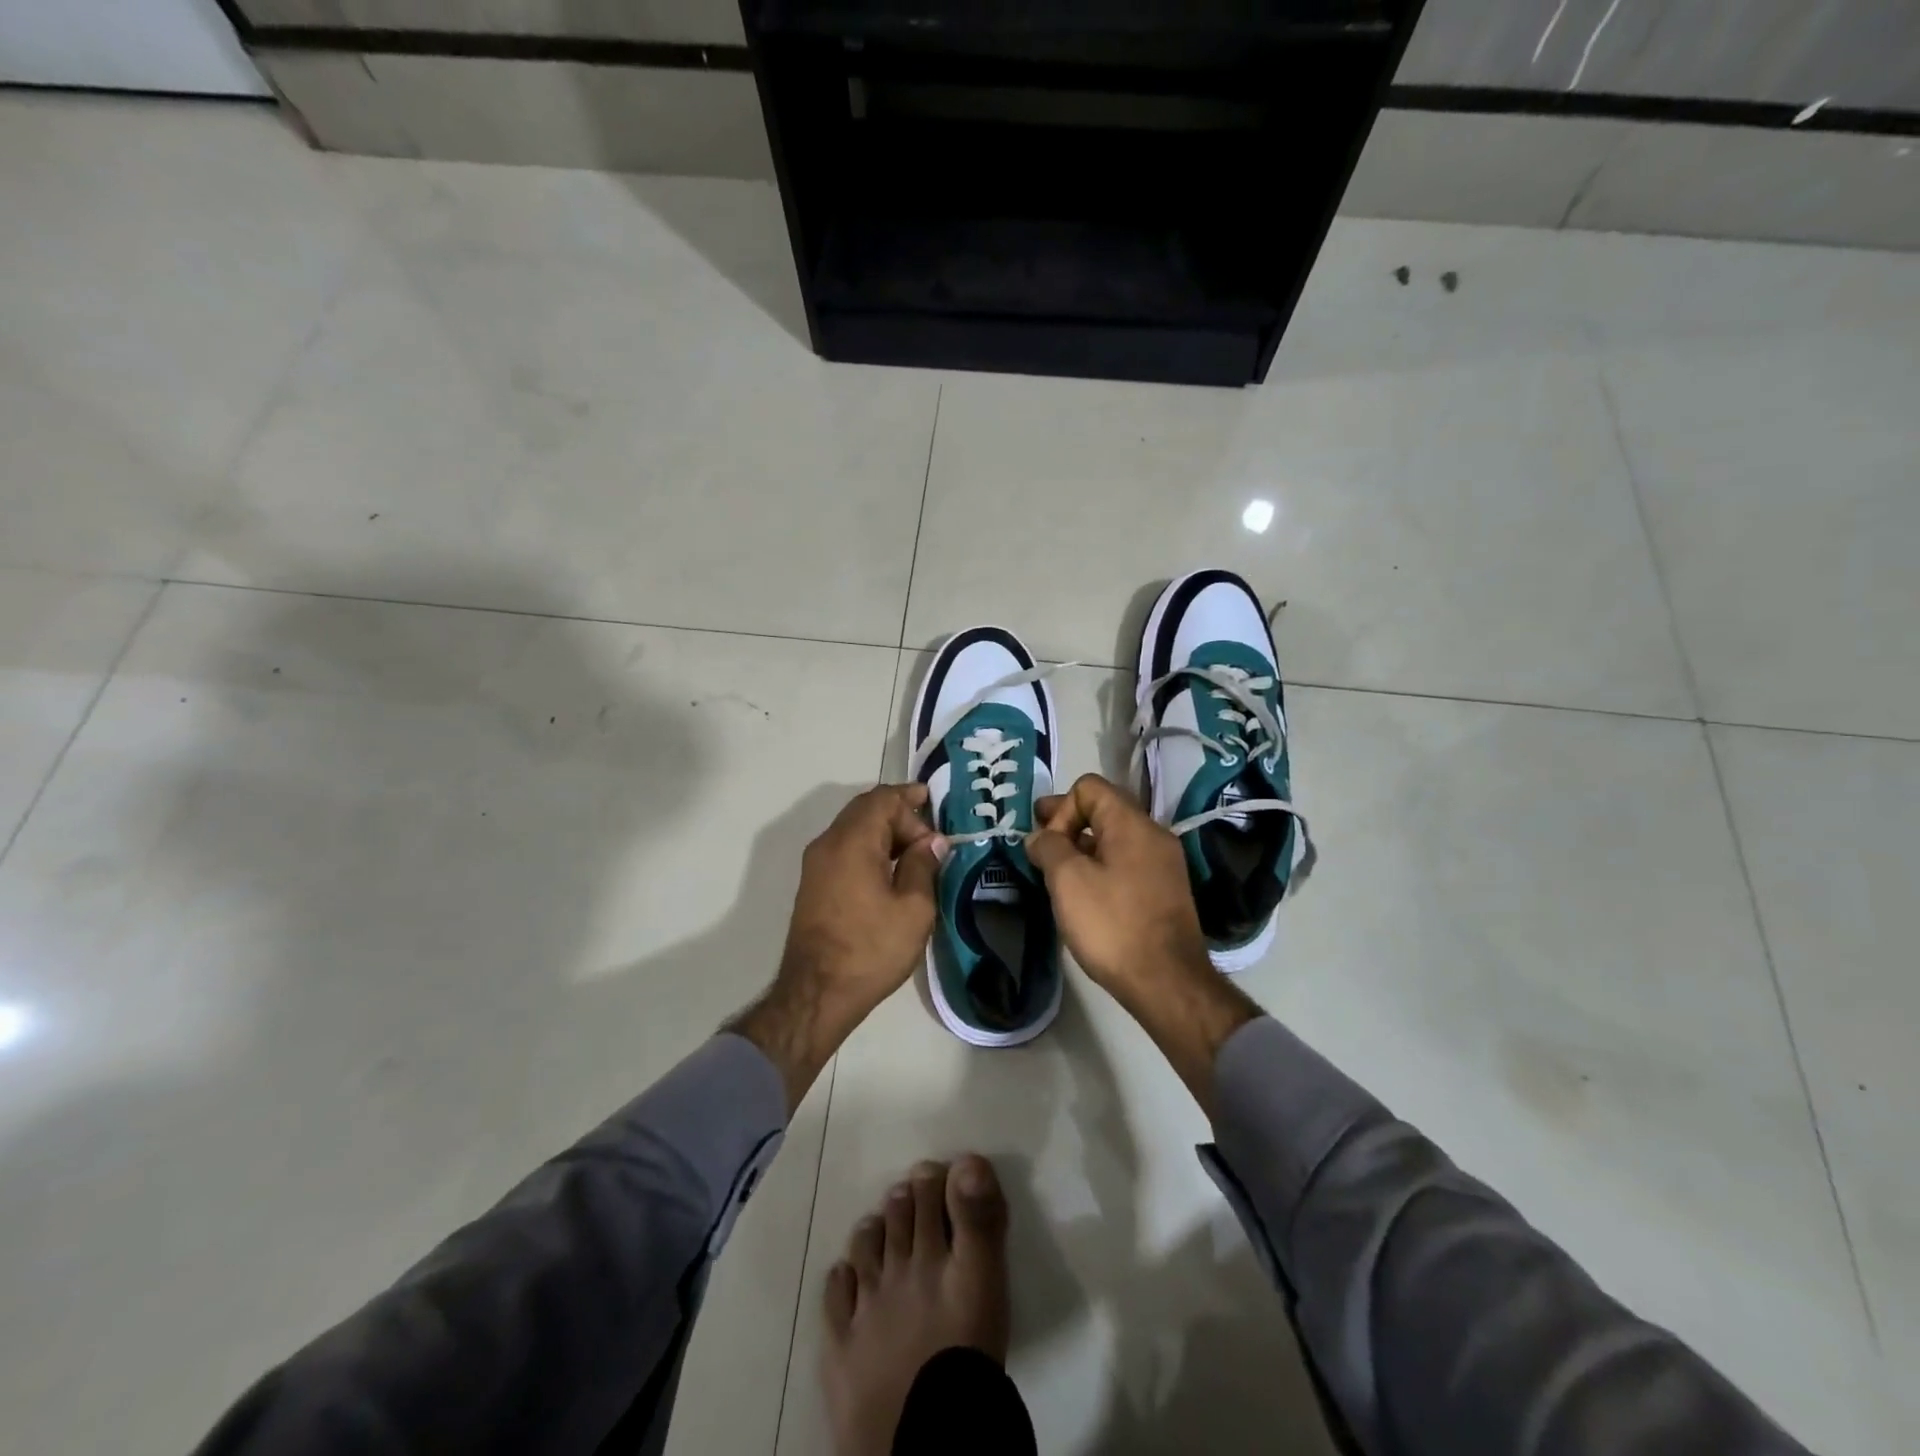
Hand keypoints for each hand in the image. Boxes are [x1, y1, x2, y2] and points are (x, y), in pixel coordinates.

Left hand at [781, 782, 943, 1014]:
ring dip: (885, 833)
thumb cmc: (870, 949)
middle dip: (900, 815)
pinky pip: (844, 849)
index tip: (935, 804)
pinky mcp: (813, 884)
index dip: (910, 797)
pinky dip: (870, 848)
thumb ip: (924, 865)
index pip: (882, 798)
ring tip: (917, 854)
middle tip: (930, 837)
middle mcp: (828, 843)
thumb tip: (932, 841)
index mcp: (852, 842)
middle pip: (865, 810)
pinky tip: (891, 872)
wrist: (816, 994)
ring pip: (853, 829)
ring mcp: (816, 864)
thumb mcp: (914, 909)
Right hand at [1025, 774, 1211, 1001]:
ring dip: (1083, 847)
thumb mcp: (1067, 880)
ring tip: (1056, 871)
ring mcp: (1163, 864)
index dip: (1061, 808)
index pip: (1089, 787)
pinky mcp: (1164, 891)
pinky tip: (1084, 892)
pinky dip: (1100, 866)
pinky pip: (1126, 862)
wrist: (1167, 982)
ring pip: (1114, 839)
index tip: (1048, 844)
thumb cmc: (1112, 924)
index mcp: (1132, 823)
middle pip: (1104, 810)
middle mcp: (1153, 835)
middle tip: (1039, 843)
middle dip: (1067, 823)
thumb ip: (1048, 847)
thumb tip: (1041, 837)